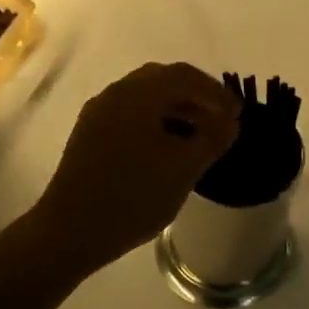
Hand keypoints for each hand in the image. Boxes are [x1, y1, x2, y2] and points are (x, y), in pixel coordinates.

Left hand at [34, 62, 240, 270]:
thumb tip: (230, 121)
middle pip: (163, 80)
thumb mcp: (185, 168)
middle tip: (221, 120)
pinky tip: (169, 146)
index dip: (216, 92)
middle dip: (197, 96)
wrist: (71, 232)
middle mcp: (115, 94)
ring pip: (146, 97)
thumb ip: (213, 138)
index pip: (185, 76)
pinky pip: (131, 113)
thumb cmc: (134, 196)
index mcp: (138, 95)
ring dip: (177, 108)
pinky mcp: (90, 134)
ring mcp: (98, 114)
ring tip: (199, 135)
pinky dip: (157, 120)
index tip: (238, 115)